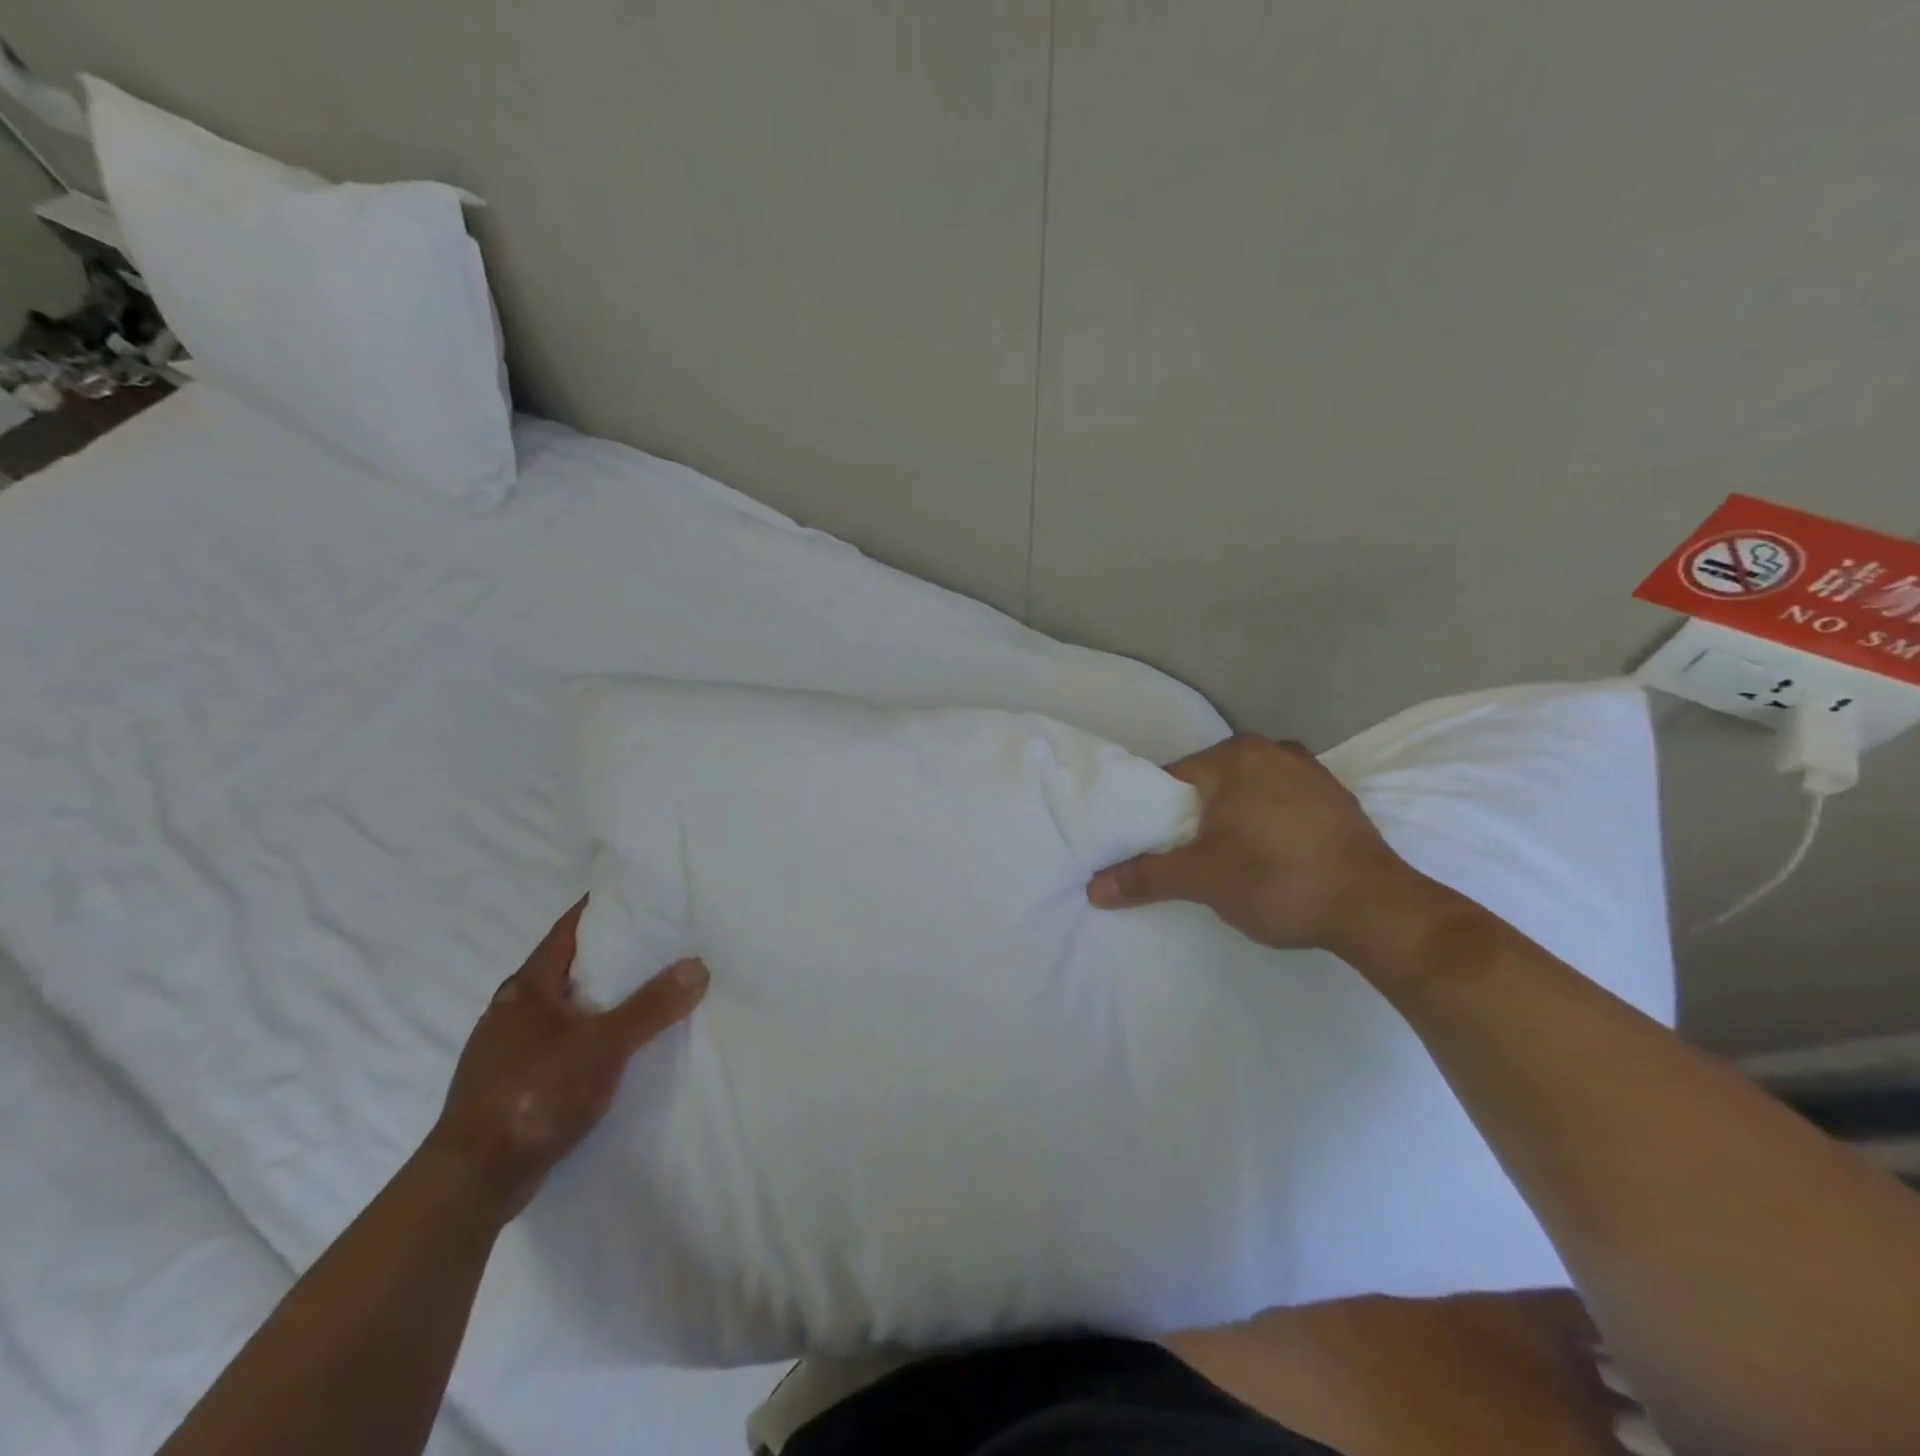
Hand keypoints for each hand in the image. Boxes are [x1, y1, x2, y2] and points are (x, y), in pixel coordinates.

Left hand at [426, 898, 708, 1220]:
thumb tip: (698, 965)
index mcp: (527, 987)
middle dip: (607, 955)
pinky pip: (556, 1041)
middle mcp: (510, 1009)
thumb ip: (652, 1005)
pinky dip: (585, 1033)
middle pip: (566, 967)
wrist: (473, 1179)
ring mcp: (505, 1048)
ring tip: (642, 993)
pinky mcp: (508, 1083)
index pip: (568, 930)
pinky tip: (611, 1048)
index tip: (638, 898)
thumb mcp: (605, 1045)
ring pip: (561, 1007)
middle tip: (656, 944)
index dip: (601, 910)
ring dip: (597, 998)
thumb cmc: (535, 1093)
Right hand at [1087, 734, 1422, 953]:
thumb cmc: (1276, 879)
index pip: (1172, 778)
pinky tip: (1269, 858)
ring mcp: (1312, 773)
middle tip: (1182, 858)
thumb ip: (1145, 877)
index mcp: (1235, 756)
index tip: (1147, 846)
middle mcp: (1273, 751)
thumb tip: (1093, 889)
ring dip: (1233, 821)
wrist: (1375, 908)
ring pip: (1250, 794)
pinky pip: (1284, 806)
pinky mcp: (1338, 801)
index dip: (1154, 814)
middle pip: (1212, 784)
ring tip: (1224, 861)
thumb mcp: (1201, 879)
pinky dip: (1268, 825)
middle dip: (1195, 818)